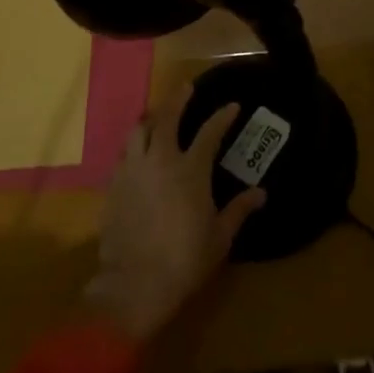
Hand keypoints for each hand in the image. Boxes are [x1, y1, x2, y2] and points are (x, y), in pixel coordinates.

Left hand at [85, 96, 266, 342]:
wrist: (135, 284)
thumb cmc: (185, 259)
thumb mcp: (220, 236)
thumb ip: (239, 210)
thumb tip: (260, 193)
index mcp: (190, 169)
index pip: (210, 132)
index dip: (223, 116)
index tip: (232, 106)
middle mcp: (160, 161)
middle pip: (166, 118)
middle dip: (177, 99)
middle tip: (186, 88)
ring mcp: (132, 172)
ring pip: (137, 132)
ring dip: (150, 120)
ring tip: (157, 118)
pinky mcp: (113, 187)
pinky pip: (124, 156)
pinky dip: (134, 147)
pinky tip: (139, 154)